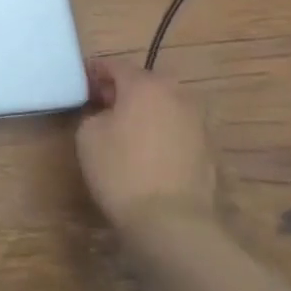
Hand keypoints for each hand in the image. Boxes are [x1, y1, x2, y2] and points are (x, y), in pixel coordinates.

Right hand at [76, 58, 217, 234]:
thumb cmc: (122, 171)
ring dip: (145, 111)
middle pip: (143, 83)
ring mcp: (198, 122)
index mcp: (145, 84)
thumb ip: (94, 113)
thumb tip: (106, 114)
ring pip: (164, 105)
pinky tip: (148, 152)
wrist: (173, 224)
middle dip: (122, 90)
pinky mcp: (209, 150)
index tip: (81, 83)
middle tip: (101, 105)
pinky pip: (177, 129)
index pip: (115, 66)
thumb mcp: (88, 136)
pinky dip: (162, 132)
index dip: (94, 72)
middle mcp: (176, 95)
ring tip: (126, 130)